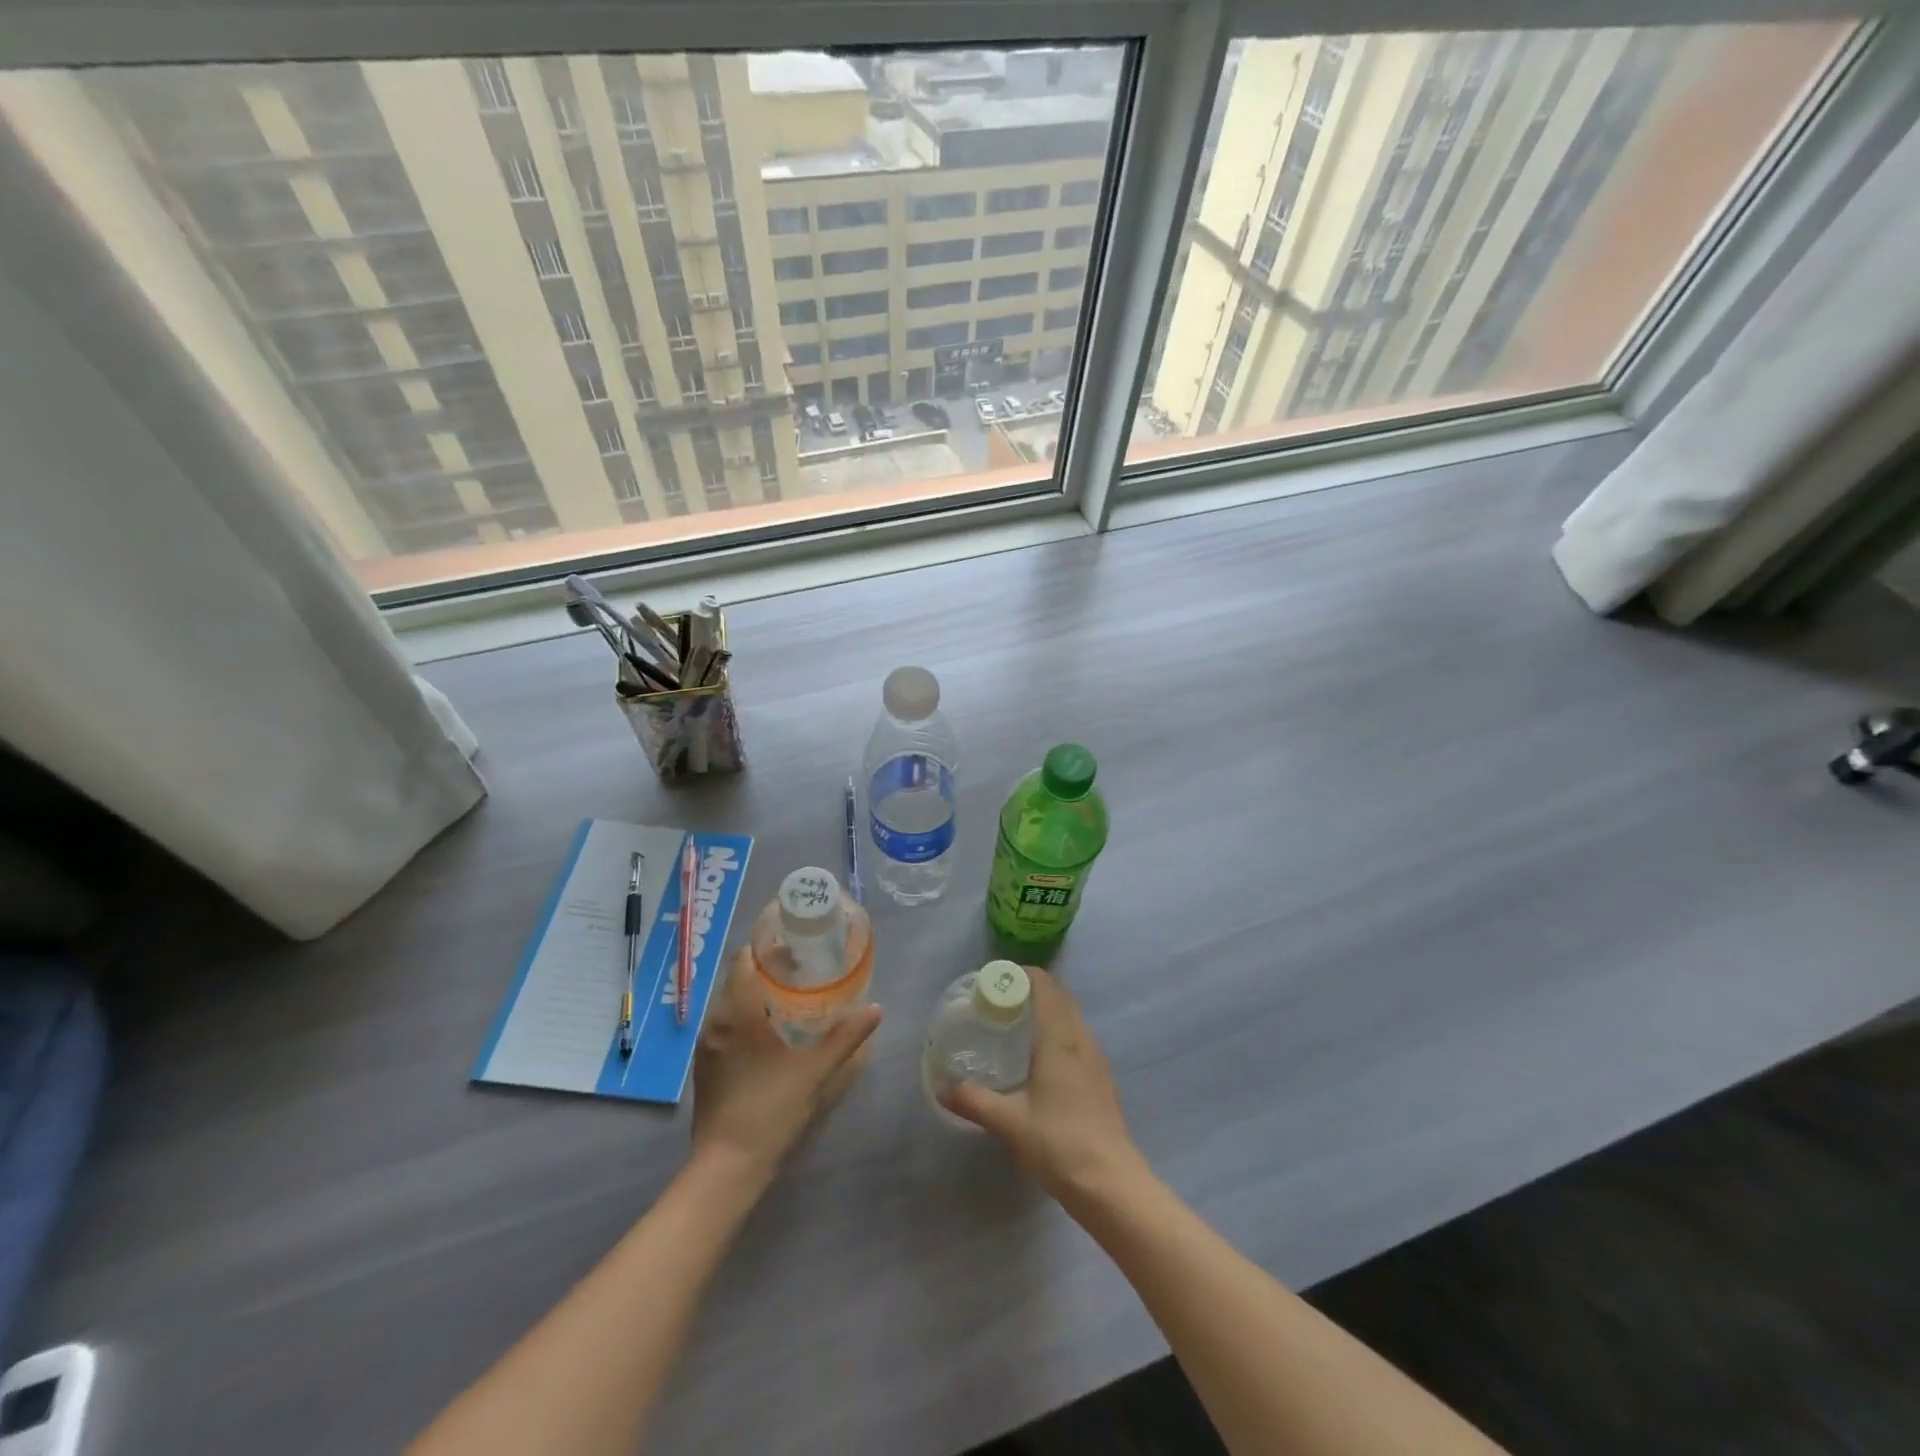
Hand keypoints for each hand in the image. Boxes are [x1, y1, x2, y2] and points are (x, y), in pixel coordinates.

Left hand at [691, 950, 881, 1179]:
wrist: (726, 1167)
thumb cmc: (770, 1110)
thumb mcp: (815, 1072)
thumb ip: (846, 1038)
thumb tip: (875, 1008)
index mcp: (737, 1012)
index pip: (744, 959)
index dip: (768, 947)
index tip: (796, 945)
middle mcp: (715, 1021)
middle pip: (738, 978)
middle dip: (768, 970)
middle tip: (804, 970)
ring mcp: (706, 1045)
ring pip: (731, 1003)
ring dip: (757, 994)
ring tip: (792, 998)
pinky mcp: (705, 1066)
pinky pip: (725, 1026)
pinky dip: (747, 1018)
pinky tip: (772, 1033)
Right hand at [939, 967, 1146, 1206]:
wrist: (1112, 1185)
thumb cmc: (1059, 1144)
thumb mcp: (1009, 1122)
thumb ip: (974, 1100)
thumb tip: (941, 1088)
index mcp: (1060, 1039)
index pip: (1046, 986)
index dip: (1023, 974)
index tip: (996, 978)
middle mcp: (1081, 1039)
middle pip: (1060, 996)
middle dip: (1033, 988)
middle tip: (1000, 998)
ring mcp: (1096, 1058)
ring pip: (1072, 1016)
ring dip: (1048, 1007)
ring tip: (1016, 1021)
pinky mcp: (1101, 1078)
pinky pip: (1078, 1036)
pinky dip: (1058, 1029)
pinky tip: (1039, 1055)